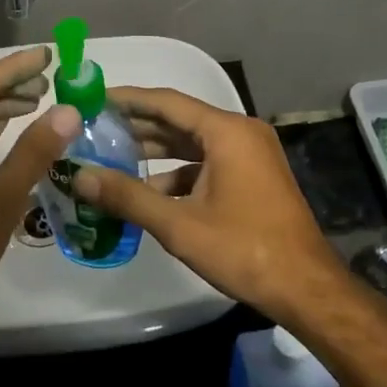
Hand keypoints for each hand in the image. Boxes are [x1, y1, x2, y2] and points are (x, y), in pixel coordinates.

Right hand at [72, 86, 345, 323]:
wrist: (305, 288)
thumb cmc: (243, 249)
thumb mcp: (179, 224)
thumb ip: (128, 196)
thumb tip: (80, 176)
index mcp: (226, 132)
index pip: (167, 102)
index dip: (128, 99)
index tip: (94, 98)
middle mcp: (240, 133)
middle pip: (179, 119)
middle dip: (137, 125)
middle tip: (95, 128)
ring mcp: (250, 155)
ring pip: (193, 143)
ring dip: (155, 151)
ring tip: (112, 157)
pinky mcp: (253, 177)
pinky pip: (207, 163)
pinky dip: (178, 172)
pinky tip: (149, 190)